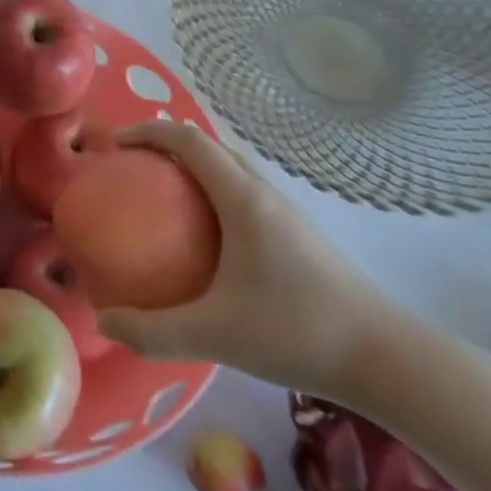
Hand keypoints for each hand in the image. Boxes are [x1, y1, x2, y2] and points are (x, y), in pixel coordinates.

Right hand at [96, 121, 395, 397]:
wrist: (386, 359)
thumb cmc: (296, 331)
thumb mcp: (214, 334)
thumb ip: (153, 331)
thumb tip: (104, 321)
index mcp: (242, 198)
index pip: (187, 140)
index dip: (146, 132)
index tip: (113, 145)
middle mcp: (263, 193)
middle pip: (209, 147)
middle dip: (166, 146)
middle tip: (131, 169)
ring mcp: (285, 213)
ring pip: (230, 170)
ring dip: (193, 169)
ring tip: (161, 197)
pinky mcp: (297, 235)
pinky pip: (244, 194)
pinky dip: (213, 194)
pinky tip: (205, 239)